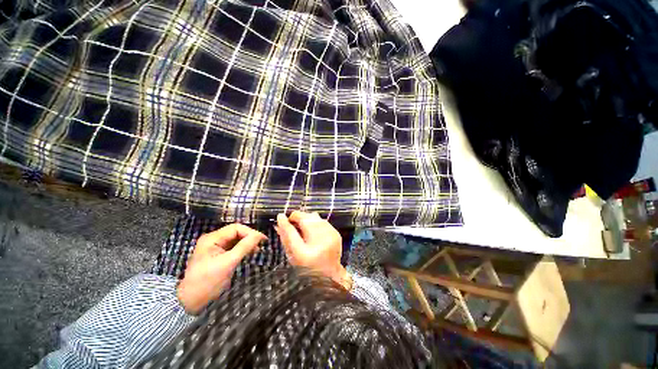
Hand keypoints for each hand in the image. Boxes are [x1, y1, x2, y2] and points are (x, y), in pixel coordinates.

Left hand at [177, 224, 266, 313]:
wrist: (191, 303)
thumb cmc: (208, 282)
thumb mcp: (228, 263)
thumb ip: (244, 247)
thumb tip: (260, 235)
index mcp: (212, 239)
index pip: (235, 228)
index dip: (250, 232)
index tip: (262, 240)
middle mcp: (213, 240)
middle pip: (236, 233)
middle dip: (249, 238)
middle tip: (260, 246)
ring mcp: (214, 247)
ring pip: (235, 240)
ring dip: (246, 244)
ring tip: (256, 251)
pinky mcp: (217, 255)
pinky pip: (233, 247)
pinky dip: (242, 249)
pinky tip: (248, 254)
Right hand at [275, 211, 350, 289]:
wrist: (330, 275)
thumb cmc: (307, 268)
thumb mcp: (293, 256)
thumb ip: (285, 238)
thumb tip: (280, 221)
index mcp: (305, 253)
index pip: (291, 231)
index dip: (285, 221)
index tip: (281, 216)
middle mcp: (319, 243)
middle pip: (305, 218)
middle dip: (297, 217)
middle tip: (293, 223)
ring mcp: (330, 236)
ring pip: (315, 216)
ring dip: (307, 219)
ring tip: (303, 226)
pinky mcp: (336, 233)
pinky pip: (322, 220)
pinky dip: (316, 222)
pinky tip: (314, 230)